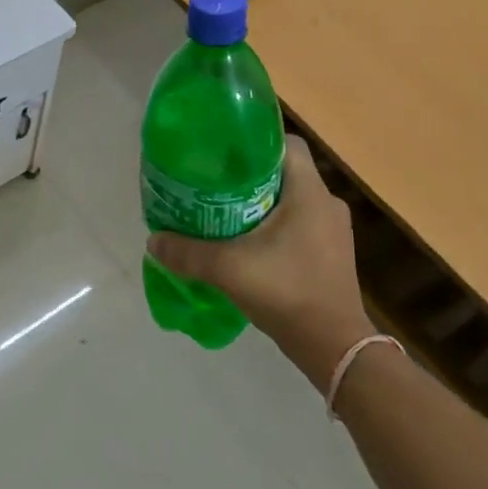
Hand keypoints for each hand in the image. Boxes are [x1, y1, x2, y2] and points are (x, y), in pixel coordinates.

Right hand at [147, 135, 372, 391]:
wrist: (334, 347)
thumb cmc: (287, 291)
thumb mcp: (228, 269)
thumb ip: (187, 252)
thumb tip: (153, 240)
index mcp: (309, 191)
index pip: (285, 143)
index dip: (254, 141)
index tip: (223, 151)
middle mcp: (326, 202)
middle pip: (284, 170)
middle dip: (250, 174)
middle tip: (214, 182)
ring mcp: (333, 230)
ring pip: (292, 199)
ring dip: (262, 201)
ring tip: (225, 211)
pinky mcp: (332, 253)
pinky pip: (300, 223)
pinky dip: (275, 225)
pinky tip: (249, 243)